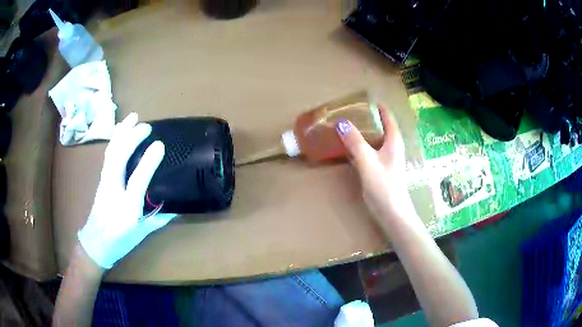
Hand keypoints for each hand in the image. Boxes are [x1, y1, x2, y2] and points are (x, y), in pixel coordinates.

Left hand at [78, 113, 176, 268]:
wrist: (95, 242)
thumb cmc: (119, 240)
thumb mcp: (142, 234)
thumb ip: (159, 219)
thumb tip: (177, 206)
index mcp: (127, 209)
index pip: (137, 182)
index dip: (148, 162)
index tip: (160, 145)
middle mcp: (113, 190)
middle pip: (118, 158)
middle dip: (132, 138)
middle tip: (147, 127)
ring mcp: (104, 181)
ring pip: (111, 151)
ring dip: (122, 132)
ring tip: (133, 117)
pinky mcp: (102, 177)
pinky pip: (108, 153)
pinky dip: (115, 138)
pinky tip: (121, 130)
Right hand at [336, 105, 414, 220]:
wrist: (392, 213)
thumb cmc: (384, 186)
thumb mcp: (368, 162)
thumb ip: (355, 142)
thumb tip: (341, 122)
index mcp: (393, 141)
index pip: (388, 117)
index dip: (378, 107)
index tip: (364, 100)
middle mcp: (392, 148)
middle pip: (380, 127)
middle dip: (367, 119)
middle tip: (349, 112)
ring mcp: (386, 160)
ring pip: (374, 140)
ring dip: (362, 133)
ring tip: (346, 127)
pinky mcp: (380, 170)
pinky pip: (369, 152)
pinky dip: (360, 147)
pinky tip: (348, 148)